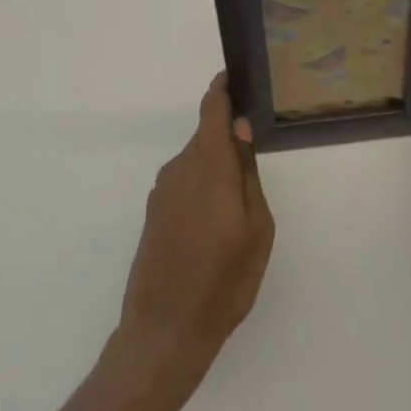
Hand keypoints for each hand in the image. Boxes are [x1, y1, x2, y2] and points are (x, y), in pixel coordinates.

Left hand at [115, 74, 273, 393]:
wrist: (164, 333)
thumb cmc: (223, 281)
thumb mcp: (256, 229)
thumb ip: (247, 173)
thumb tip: (241, 129)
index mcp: (208, 165)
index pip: (212, 109)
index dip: (223, 88)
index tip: (237, 78)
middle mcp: (180, 168)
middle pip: (206, 136)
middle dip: (228, 139)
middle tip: (254, 158)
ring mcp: (162, 191)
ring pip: (196, 161)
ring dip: (216, 168)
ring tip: (238, 203)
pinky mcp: (154, 213)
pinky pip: (184, 183)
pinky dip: (202, 188)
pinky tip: (215, 224)